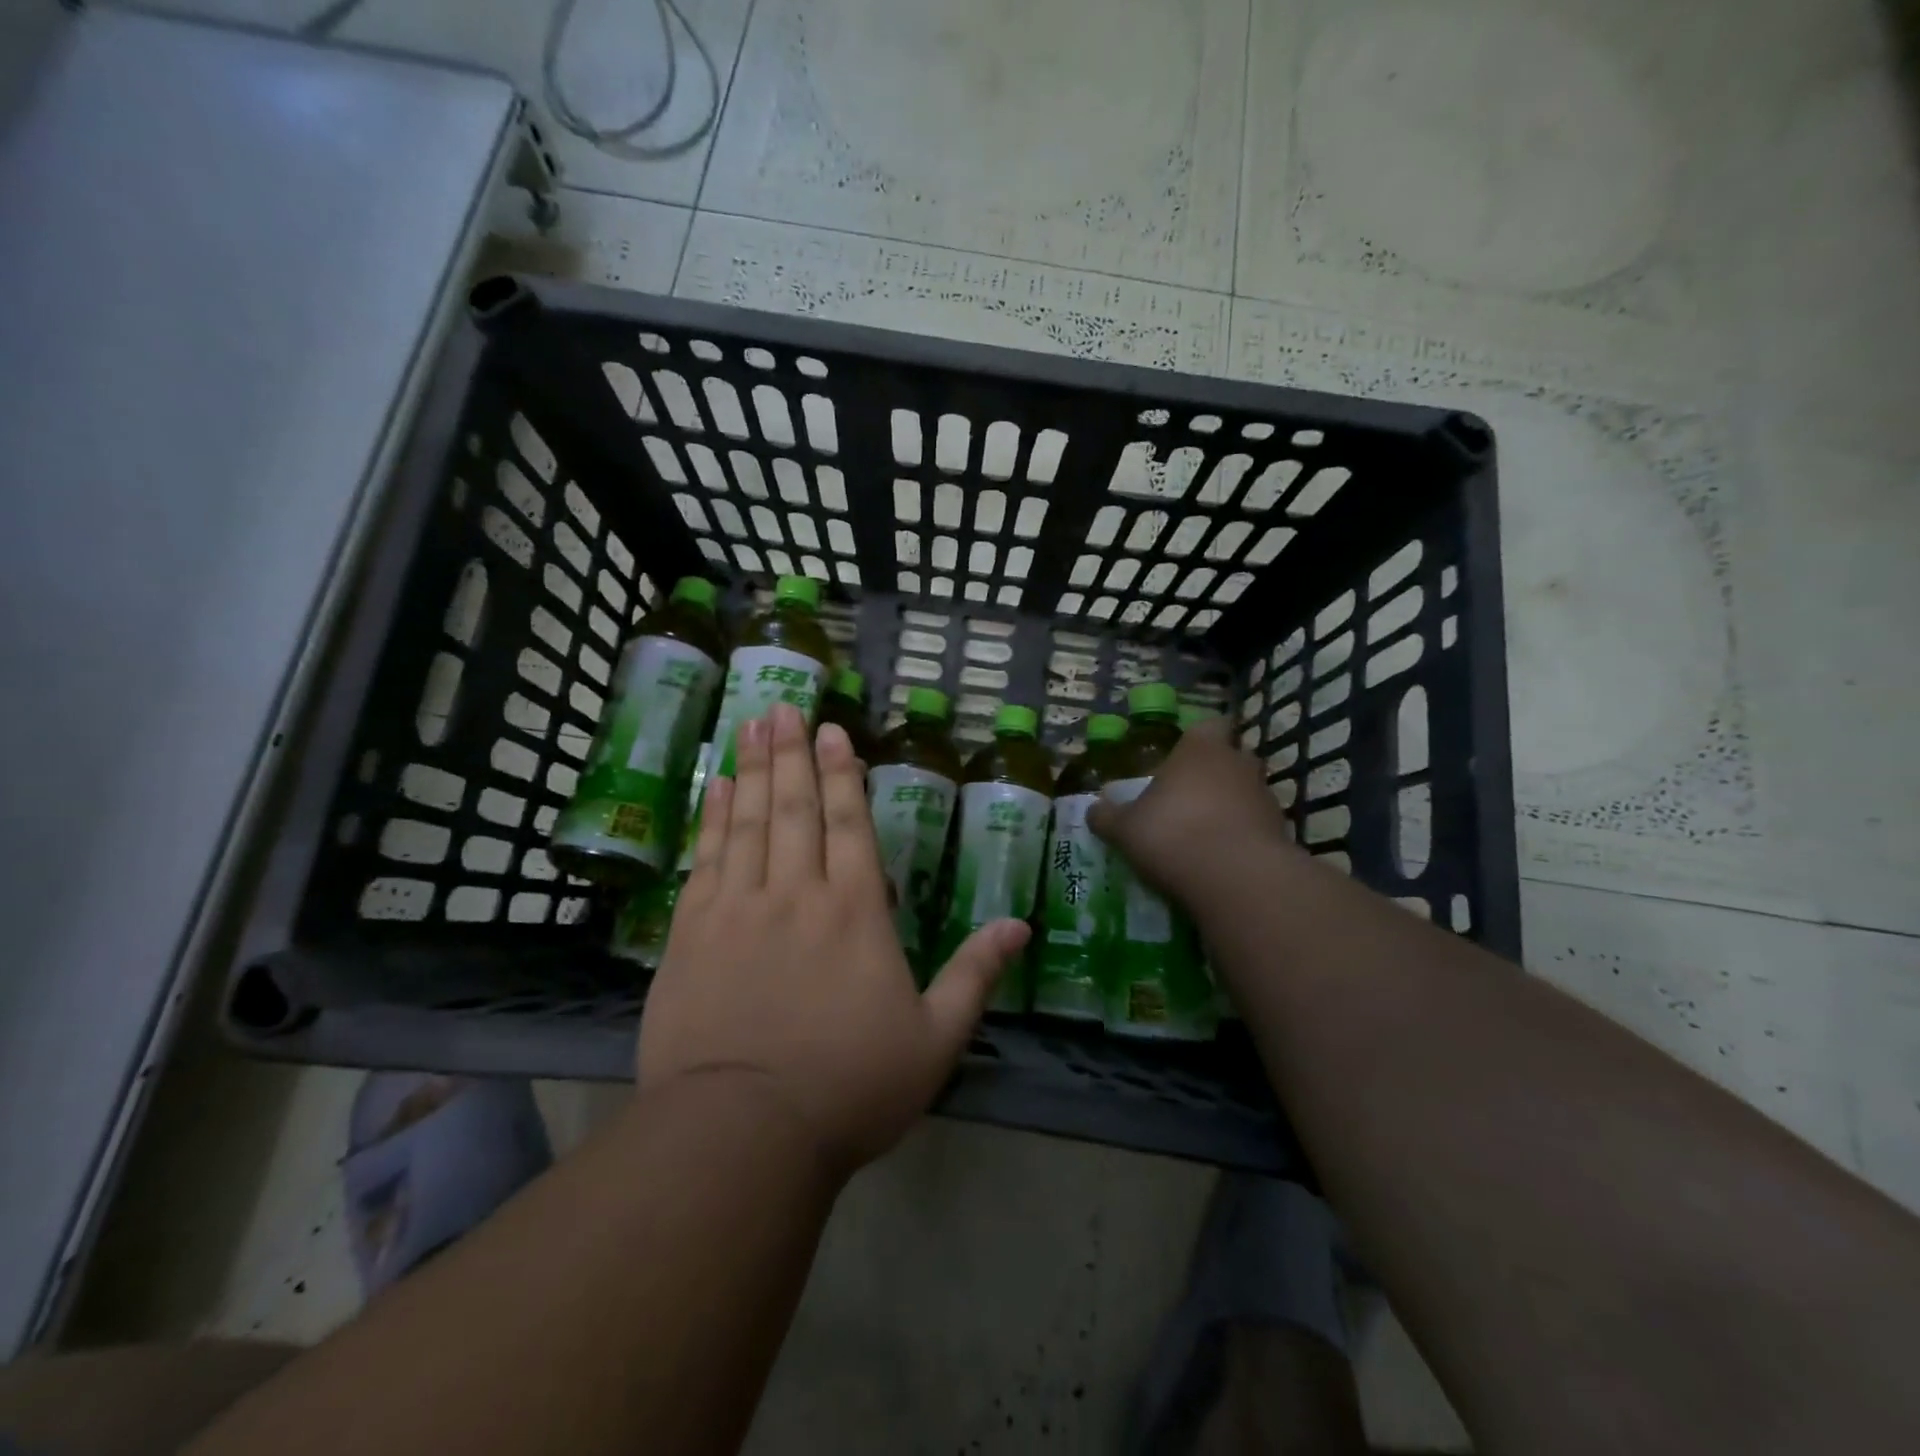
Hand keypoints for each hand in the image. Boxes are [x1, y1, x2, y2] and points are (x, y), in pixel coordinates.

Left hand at [636, 703, 1029, 1177]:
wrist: (741, 1135)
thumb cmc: (849, 1088)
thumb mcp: (934, 1041)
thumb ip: (976, 975)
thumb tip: (1020, 925)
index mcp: (855, 912)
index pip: (849, 823)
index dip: (842, 771)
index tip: (833, 729)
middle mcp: (796, 894)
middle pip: (795, 807)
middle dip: (792, 752)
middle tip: (784, 705)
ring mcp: (738, 909)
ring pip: (748, 821)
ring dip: (753, 769)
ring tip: (752, 724)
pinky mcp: (691, 934)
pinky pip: (707, 858)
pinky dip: (712, 817)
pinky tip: (716, 788)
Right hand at [1086, 716, 1293, 904]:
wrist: (1235, 879)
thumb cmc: (1172, 835)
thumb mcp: (1125, 829)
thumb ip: (1108, 817)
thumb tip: (1093, 810)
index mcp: (1200, 749)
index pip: (1210, 725)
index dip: (1199, 739)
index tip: (1183, 756)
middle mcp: (1238, 764)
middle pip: (1231, 757)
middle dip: (1214, 773)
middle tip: (1189, 796)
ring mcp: (1265, 797)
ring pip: (1247, 792)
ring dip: (1231, 807)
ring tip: (1204, 833)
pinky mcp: (1282, 832)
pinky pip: (1258, 826)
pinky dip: (1244, 837)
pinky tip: (1222, 859)